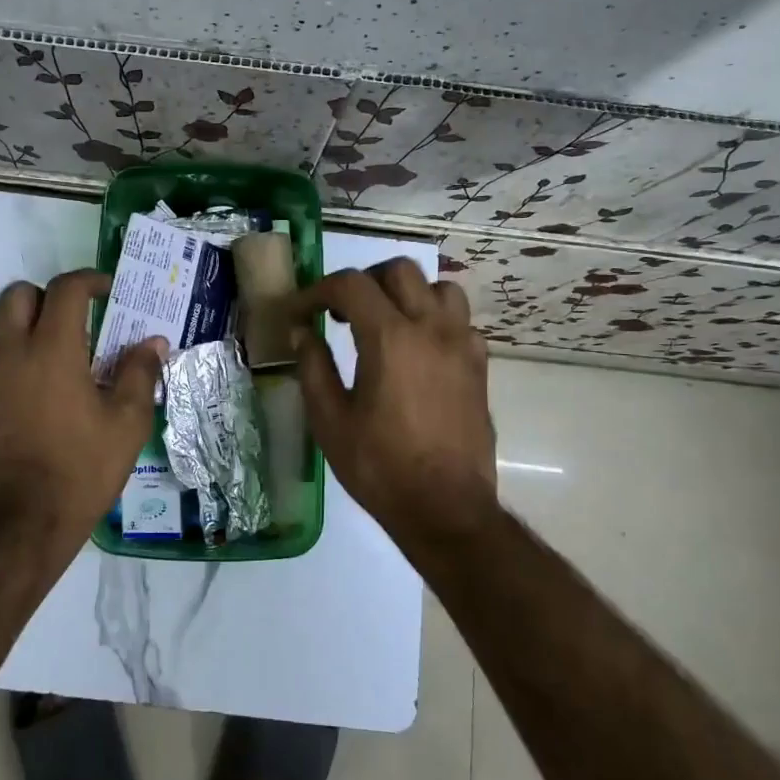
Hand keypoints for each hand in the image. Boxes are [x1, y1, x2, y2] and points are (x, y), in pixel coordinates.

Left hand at [0, 269, 165, 544]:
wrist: (18, 530)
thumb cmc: (81, 471)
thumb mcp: (126, 425)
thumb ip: (139, 375)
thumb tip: (153, 343)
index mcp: (51, 351)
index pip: (65, 289)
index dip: (88, 280)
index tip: (106, 290)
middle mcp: (8, 356)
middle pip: (16, 295)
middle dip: (44, 297)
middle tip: (71, 322)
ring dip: (25, 340)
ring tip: (54, 375)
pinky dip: (9, 383)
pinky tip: (28, 417)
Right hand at [293, 259, 495, 534]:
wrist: (446, 508)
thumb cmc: (380, 466)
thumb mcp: (330, 420)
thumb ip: (313, 366)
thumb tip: (302, 331)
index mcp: (390, 338)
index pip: (350, 285)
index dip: (317, 292)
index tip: (300, 313)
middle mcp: (431, 328)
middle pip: (399, 271)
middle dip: (363, 282)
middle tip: (341, 313)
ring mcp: (462, 344)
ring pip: (438, 287)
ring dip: (407, 294)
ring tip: (385, 322)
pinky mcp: (479, 365)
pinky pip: (460, 320)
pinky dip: (435, 320)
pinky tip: (419, 350)